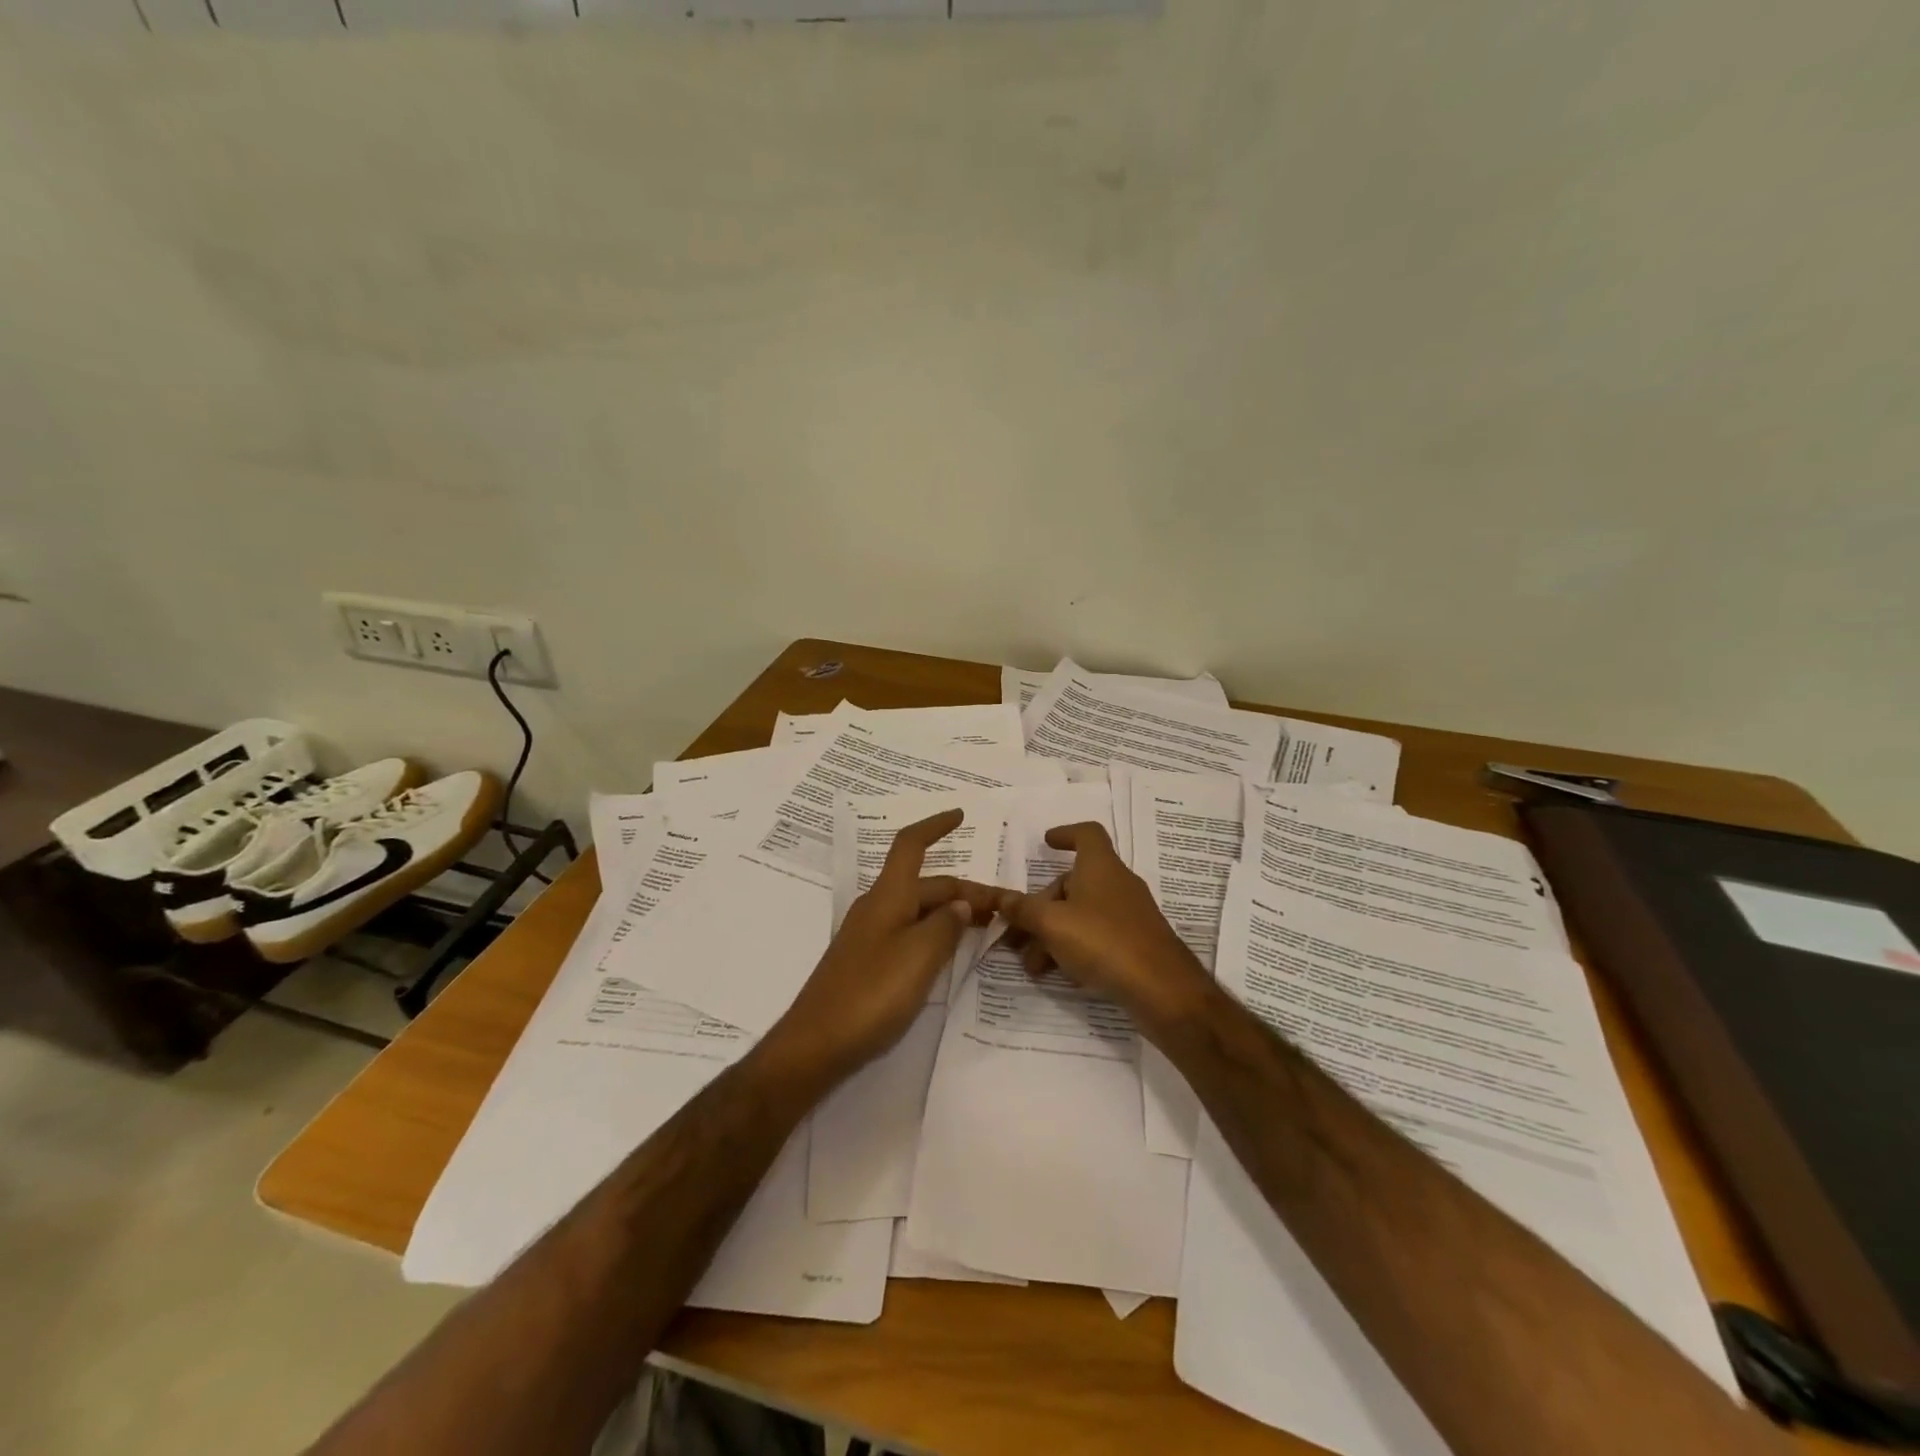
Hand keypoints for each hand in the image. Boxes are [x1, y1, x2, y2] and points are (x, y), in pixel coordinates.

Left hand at [760, 809, 998, 1087]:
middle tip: (1002, 909)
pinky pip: (909, 935)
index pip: (911, 846)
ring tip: (985, 928)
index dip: (935, 827)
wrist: (816, 1045)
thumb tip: (959, 906)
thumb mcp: (919, 957)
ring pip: (919, 912)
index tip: (960, 816)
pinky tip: (951, 955)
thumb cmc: (870, 994)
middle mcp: (878, 909)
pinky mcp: (868, 963)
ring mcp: (870, 937)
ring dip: (951, 913)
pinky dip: (935, 935)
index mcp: (887, 897)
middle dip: (963, 890)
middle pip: (925, 885)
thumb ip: (945, 927)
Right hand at [997, 822, 1213, 1038]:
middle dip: (1041, 906)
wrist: (1162, 989)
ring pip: (1082, 914)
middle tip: (1017, 935)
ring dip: (1053, 934)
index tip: (1045, 843)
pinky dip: (1075, 948)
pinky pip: (1098, 936)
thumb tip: (1002, 898)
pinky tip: (1060, 975)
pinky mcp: (1136, 943)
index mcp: (1100, 866)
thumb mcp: (1052, 924)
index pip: (1086, 834)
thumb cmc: (1104, 941)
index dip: (1065, 834)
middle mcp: (1117, 884)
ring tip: (1033, 965)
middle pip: (1073, 883)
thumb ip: (1023, 910)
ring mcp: (1130, 915)